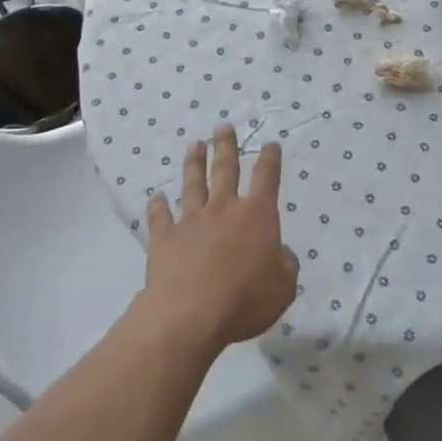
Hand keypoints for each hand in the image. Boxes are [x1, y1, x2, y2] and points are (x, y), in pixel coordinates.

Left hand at [141, 125, 298, 353]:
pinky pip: (160, 217)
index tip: (270, 144)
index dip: (270, 159)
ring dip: (194, 164)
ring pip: (193, 184)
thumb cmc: (245, 300)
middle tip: (223, 126)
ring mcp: (192, 221)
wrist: (190, 314)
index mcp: (257, 216)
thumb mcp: (283, 287)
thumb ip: (285, 265)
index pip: (266, 178)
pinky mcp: (165, 238)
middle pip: (226, 169)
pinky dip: (157, 206)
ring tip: (194, 145)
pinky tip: (156, 197)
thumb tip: (281, 253)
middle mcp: (224, 209)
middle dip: (226, 146)